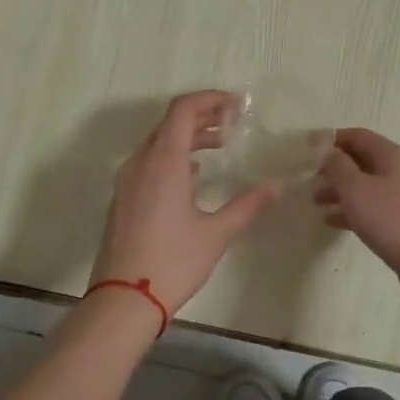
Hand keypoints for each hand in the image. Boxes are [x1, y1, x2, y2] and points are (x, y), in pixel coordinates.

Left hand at [90, 91, 277, 312]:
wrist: (123, 299)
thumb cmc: (174, 262)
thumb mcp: (217, 232)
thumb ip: (247, 204)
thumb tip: (276, 186)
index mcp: (164, 161)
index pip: (183, 110)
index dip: (210, 100)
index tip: (236, 105)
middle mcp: (140, 162)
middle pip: (169, 123)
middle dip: (202, 117)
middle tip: (233, 122)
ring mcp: (127, 181)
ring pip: (157, 143)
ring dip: (187, 137)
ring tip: (220, 145)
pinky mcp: (122, 199)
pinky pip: (148, 163)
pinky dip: (173, 157)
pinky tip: (193, 176)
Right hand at [313, 128, 399, 283]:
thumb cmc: (388, 216)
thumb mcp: (355, 188)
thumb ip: (337, 166)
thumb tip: (330, 152)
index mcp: (392, 154)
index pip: (359, 136)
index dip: (334, 139)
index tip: (310, 149)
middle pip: (363, 160)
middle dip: (335, 168)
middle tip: (312, 180)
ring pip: (368, 185)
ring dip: (341, 190)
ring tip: (317, 202)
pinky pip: (375, 206)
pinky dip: (354, 209)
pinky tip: (333, 221)